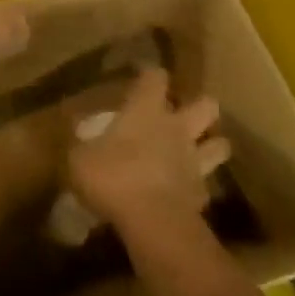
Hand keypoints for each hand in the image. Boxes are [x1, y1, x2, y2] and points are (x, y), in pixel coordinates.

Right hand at [67, 68, 221, 241]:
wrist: (153, 222)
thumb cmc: (112, 177)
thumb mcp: (79, 158)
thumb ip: (81, 143)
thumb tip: (75, 129)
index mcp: (145, 111)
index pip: (155, 78)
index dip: (150, 74)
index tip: (143, 74)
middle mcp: (176, 129)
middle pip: (205, 105)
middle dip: (199, 105)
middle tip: (182, 114)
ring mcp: (194, 161)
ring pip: (219, 144)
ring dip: (212, 144)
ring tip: (198, 150)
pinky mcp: (202, 194)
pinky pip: (206, 184)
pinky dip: (198, 185)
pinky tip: (185, 190)